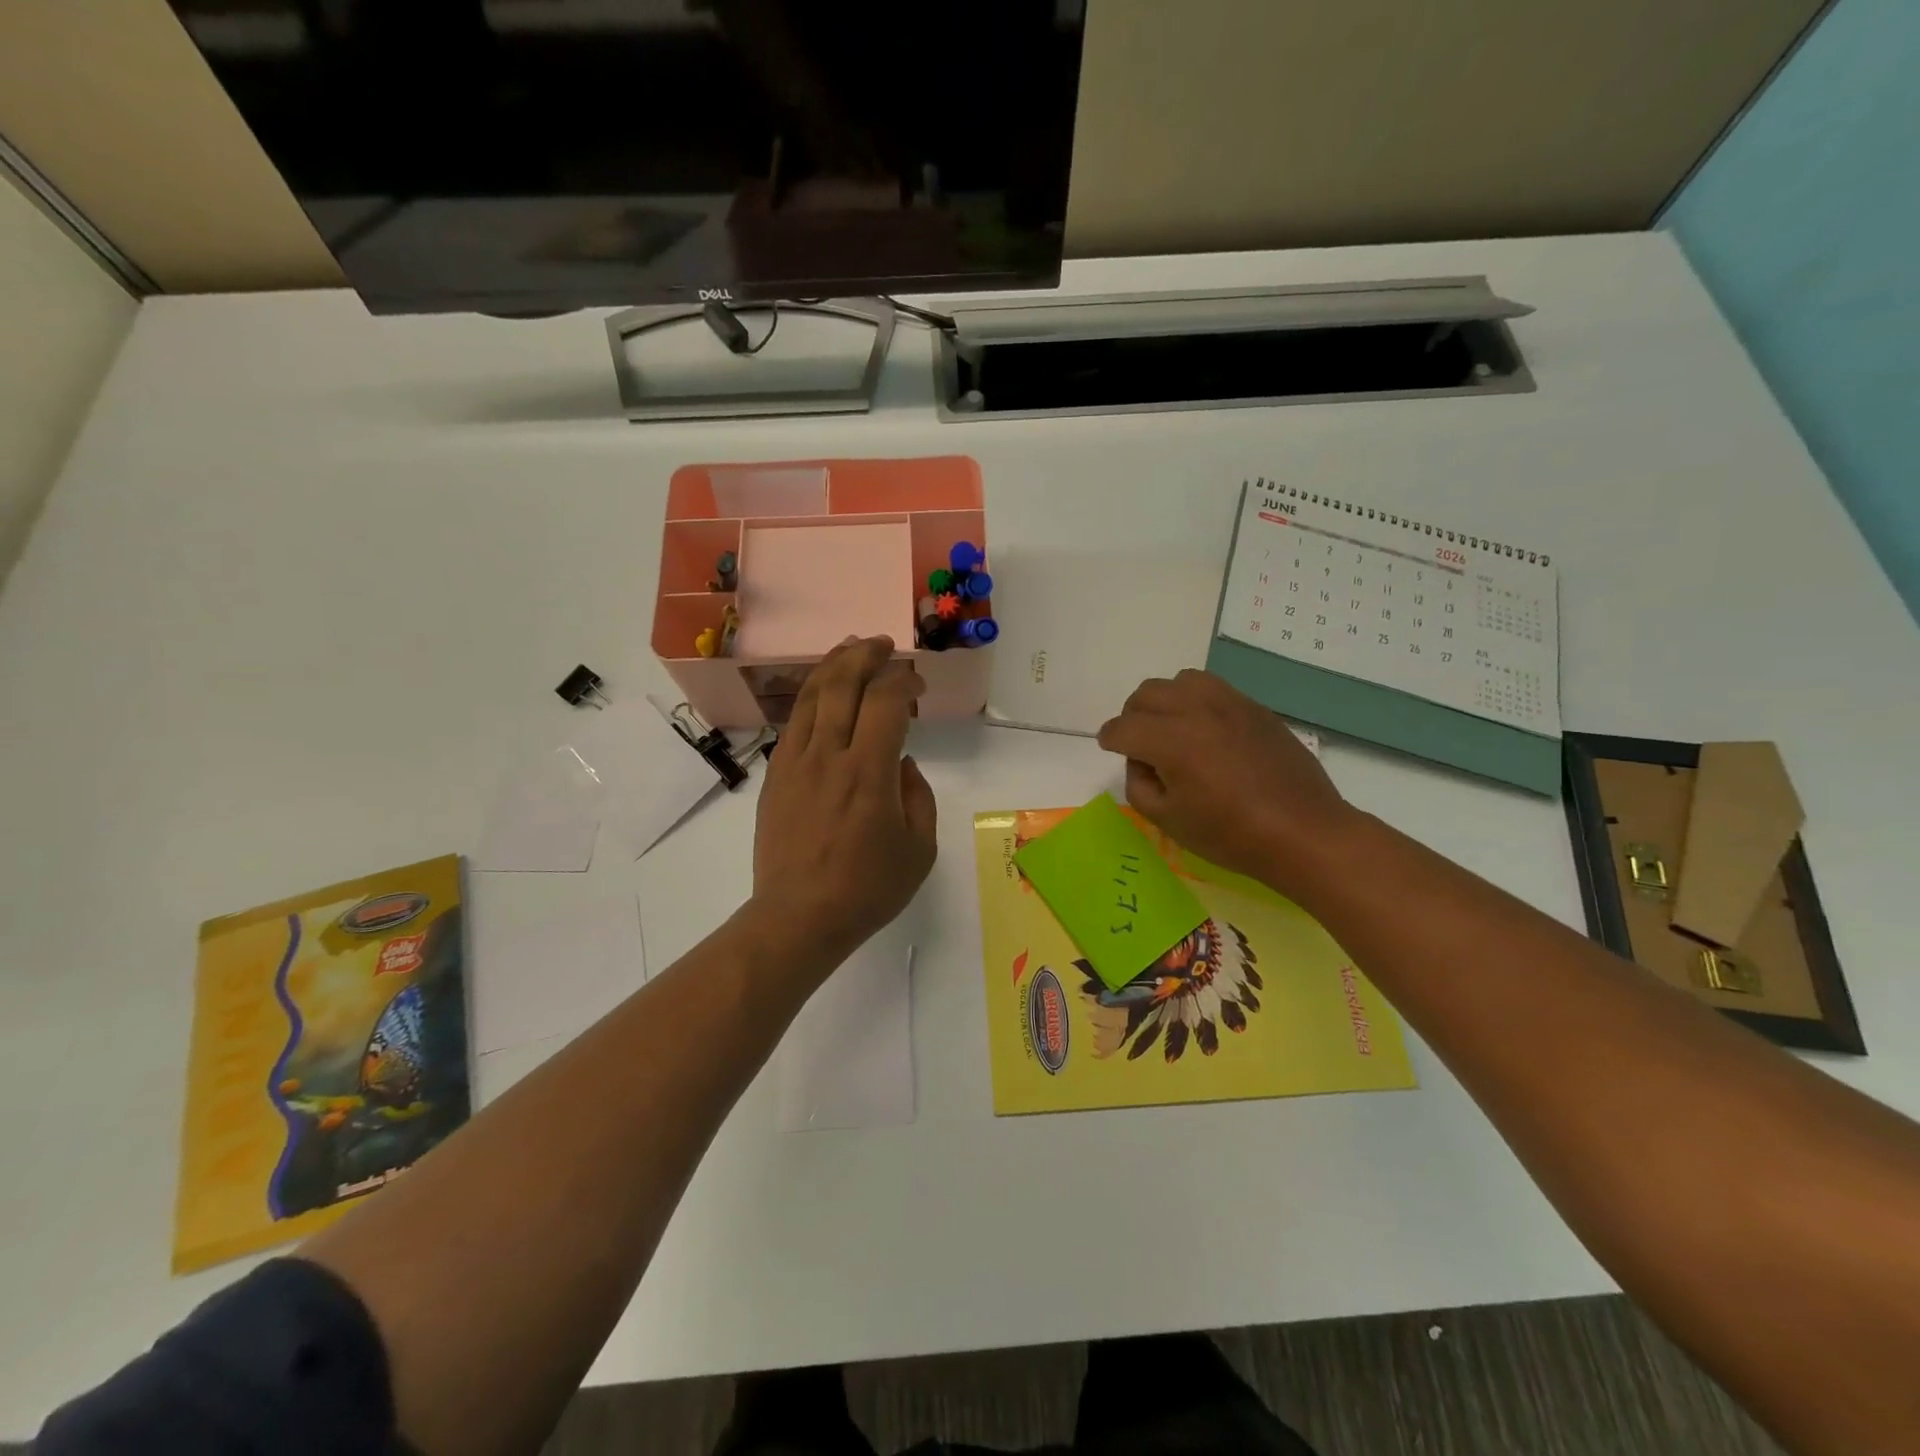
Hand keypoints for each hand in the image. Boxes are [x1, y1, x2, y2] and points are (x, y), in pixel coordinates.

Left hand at [749, 637, 937, 975]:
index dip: (903, 680)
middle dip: (866, 655)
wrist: (798, 917)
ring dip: (833, 665)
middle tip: (884, 644)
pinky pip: (793, 722)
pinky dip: (811, 697)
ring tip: (850, 650)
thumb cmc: (867, 889)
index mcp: (869, 772)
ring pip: (812, 696)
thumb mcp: (919, 849)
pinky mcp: (775, 775)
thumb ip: (918, 797)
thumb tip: (902, 764)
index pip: (886, 701)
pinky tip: (822, 693)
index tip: (917, 681)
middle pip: (843, 683)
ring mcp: (795, 762)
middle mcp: (829, 755)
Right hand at [1097, 669, 1355, 891]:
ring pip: (1180, 680)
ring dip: (1166, 701)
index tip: (1109, 747)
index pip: (1123, 728)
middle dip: (1133, 717)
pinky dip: (1197, 702)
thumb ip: (1139, 785)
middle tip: (1139, 744)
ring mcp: (1230, 704)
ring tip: (1173, 729)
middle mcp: (1197, 710)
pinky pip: (1213, 688)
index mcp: (1171, 740)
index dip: (1109, 739)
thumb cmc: (1231, 835)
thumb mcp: (1168, 821)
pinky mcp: (1254, 708)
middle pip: (1147, 694)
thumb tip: (1140, 762)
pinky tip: (1206, 732)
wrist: (1303, 832)